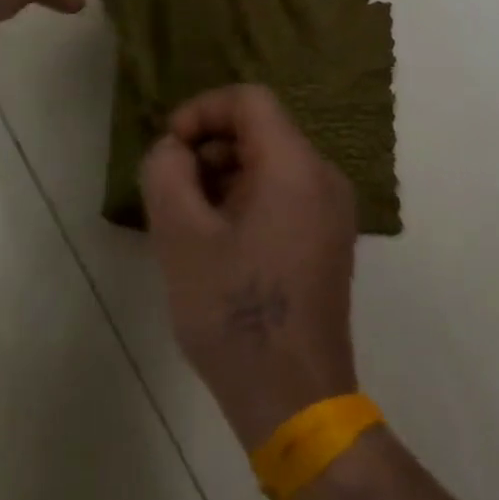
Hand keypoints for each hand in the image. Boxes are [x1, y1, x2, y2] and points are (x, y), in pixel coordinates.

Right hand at [140, 85, 359, 449]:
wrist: (294, 398)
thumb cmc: (235, 313)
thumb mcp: (181, 236)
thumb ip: (166, 172)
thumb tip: (174, 149)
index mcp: (295, 167)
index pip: (249, 100)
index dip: (201, 111)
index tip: (169, 149)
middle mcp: (324, 178)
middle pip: (261, 130)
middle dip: (209, 148)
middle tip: (172, 192)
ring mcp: (332, 211)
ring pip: (270, 163)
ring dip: (224, 176)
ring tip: (190, 223)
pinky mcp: (329, 240)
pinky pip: (284, 194)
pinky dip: (246, 199)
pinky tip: (219, 244)